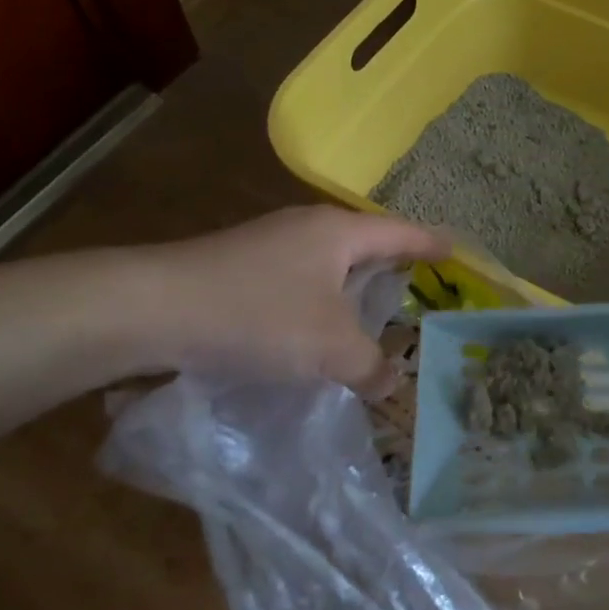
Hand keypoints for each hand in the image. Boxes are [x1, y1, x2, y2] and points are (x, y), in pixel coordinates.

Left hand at [136, 206, 448, 395]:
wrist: (153, 308)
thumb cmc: (258, 315)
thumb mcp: (329, 347)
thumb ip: (369, 365)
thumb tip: (388, 381)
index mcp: (338, 232)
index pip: (400, 232)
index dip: (431, 244)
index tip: (456, 251)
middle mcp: (305, 228)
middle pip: (363, 244)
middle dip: (389, 267)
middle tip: (415, 292)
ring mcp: (268, 245)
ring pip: (326, 266)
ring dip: (348, 292)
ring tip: (366, 321)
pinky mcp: (237, 268)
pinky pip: (296, 283)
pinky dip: (315, 306)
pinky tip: (309, 336)